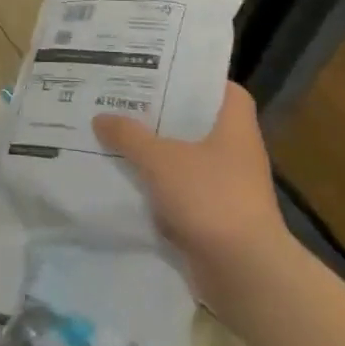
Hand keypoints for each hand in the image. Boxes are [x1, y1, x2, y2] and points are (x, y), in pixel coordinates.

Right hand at [94, 83, 294, 304]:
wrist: (243, 272)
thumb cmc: (210, 198)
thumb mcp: (160, 159)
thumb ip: (129, 136)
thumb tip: (101, 118)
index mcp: (234, 127)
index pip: (224, 89)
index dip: (197, 79)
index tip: (163, 72)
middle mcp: (236, 153)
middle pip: (197, 124)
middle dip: (163, 115)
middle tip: (124, 100)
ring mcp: (227, 187)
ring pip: (186, 160)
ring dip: (156, 154)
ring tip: (116, 136)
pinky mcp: (215, 218)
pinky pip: (181, 193)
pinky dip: (158, 189)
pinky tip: (125, 182)